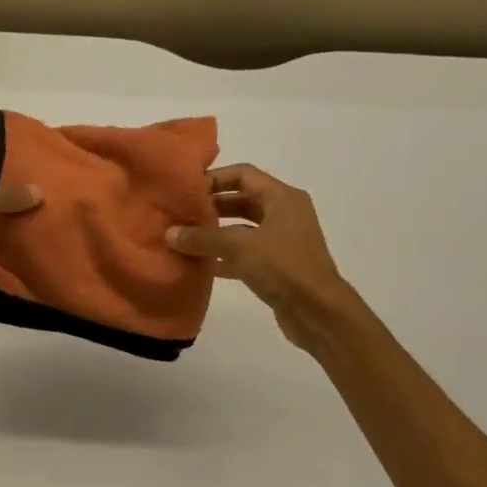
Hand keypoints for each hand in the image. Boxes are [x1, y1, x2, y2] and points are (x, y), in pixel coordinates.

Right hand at [166, 164, 350, 347]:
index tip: (186, 190)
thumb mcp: (239, 246)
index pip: (243, 174)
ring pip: (242, 229)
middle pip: (242, 200)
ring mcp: (281, 241)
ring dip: (215, 232)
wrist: (317, 311)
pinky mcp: (276, 266)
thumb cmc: (283, 267)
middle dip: (211, 206)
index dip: (214, 178)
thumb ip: (203, 238)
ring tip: (184, 238)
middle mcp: (284, 214)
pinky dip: (223, 256)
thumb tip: (169, 233)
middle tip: (180, 214)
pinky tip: (200, 265)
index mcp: (282, 198)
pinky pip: (244, 253)